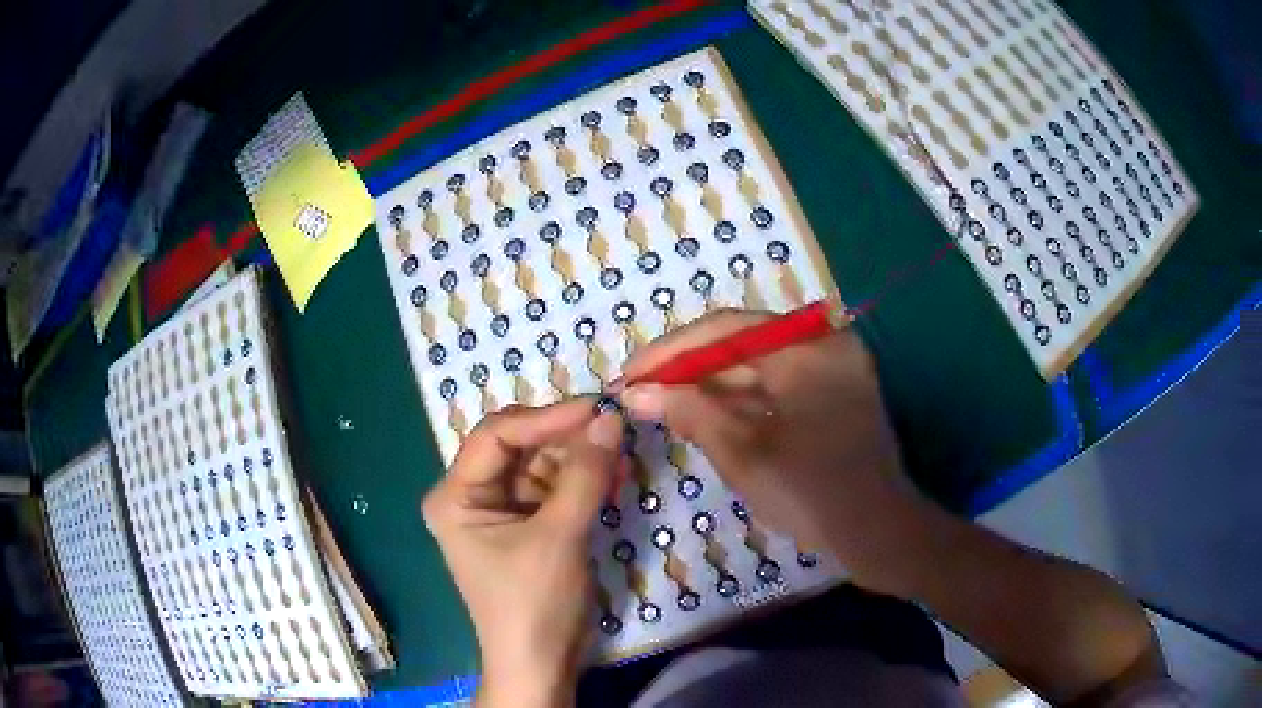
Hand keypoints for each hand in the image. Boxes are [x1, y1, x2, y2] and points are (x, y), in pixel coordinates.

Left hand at [422, 400, 623, 707]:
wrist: (541, 663)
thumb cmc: (534, 603)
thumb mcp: (559, 536)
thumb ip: (584, 474)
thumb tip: (611, 418)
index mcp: (456, 495)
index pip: (496, 435)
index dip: (546, 417)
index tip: (597, 409)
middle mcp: (473, 495)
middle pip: (520, 446)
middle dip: (567, 438)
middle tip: (615, 427)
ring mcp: (502, 509)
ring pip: (542, 465)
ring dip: (581, 459)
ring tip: (621, 453)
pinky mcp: (529, 525)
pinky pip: (556, 489)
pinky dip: (584, 482)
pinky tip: (614, 476)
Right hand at [617, 309, 921, 590]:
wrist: (878, 534)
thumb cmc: (812, 494)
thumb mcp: (743, 454)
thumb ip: (688, 412)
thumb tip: (635, 392)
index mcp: (808, 349)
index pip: (725, 329)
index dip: (671, 351)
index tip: (628, 374)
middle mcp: (823, 344)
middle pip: (742, 344)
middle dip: (688, 370)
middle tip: (638, 391)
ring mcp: (832, 368)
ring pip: (758, 366)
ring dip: (711, 385)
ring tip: (660, 404)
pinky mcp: (834, 393)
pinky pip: (777, 385)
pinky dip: (740, 399)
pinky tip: (703, 414)